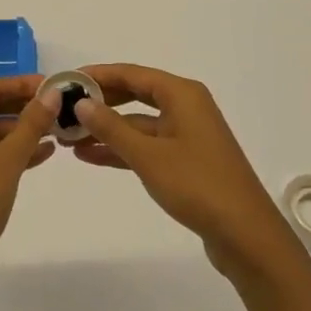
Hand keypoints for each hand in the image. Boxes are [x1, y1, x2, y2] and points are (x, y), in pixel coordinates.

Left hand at [0, 76, 58, 310]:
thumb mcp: (7, 162)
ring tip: (56, 130)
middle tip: (57, 105)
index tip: (53, 83)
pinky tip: (42, 153)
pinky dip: (9, 153)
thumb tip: (52, 93)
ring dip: (19, 131)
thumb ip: (30, 124)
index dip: (21, 84)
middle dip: (22, 107)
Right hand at [71, 64, 306, 285]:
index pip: (131, 74)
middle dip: (100, 104)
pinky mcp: (186, 161)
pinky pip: (146, 145)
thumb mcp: (148, 155)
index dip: (98, 76)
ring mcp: (187, 135)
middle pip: (135, 95)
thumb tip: (82, 103)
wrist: (246, 236)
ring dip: (107, 131)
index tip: (67, 80)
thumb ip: (112, 127)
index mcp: (182, 94)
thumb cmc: (197, 186)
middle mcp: (186, 107)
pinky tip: (92, 156)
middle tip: (64, 110)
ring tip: (69, 139)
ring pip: (138, 124)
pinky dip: (122, 149)